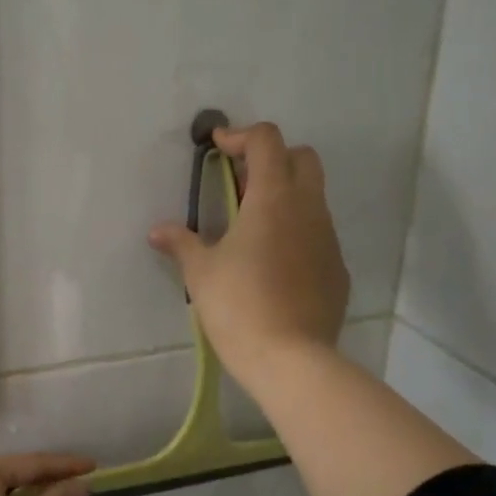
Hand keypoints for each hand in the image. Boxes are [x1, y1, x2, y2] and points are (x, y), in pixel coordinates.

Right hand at [148, 121, 349, 391]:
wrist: (290, 359)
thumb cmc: (238, 306)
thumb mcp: (201, 273)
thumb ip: (181, 243)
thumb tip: (158, 231)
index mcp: (273, 199)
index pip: (267, 141)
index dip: (241, 136)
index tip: (218, 148)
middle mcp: (308, 209)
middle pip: (302, 158)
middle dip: (272, 159)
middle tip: (239, 184)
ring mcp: (328, 239)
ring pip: (313, 197)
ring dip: (284, 196)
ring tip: (251, 228)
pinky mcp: (337, 269)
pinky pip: (318, 234)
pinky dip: (296, 232)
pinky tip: (273, 265)